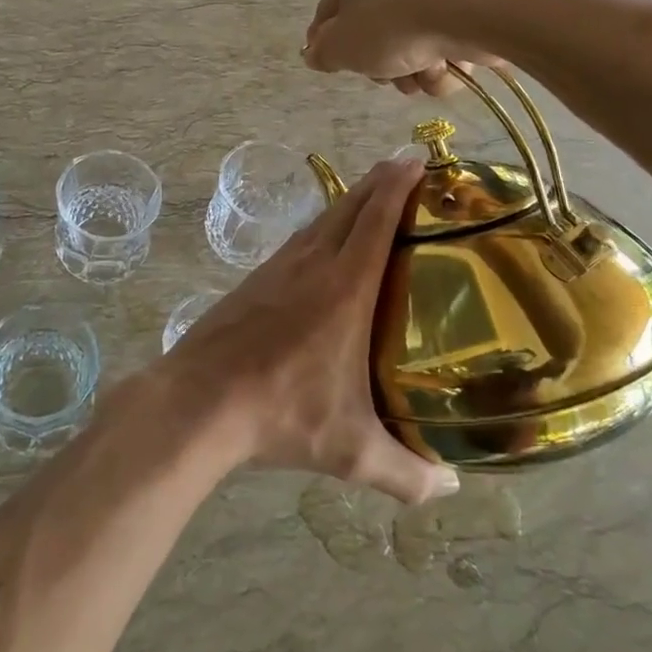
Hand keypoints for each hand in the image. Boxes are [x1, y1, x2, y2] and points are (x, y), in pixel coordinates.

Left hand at [167, 159, 458, 506]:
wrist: (199, 399)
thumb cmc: (282, 414)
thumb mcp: (351, 451)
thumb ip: (407, 474)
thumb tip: (451, 492)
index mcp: (344, 288)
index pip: (376, 220)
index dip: (398, 185)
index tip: (416, 159)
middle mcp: (312, 264)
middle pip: (350, 207)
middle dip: (379, 181)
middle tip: (404, 166)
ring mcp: (278, 268)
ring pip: (321, 220)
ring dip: (349, 201)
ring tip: (371, 197)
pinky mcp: (255, 280)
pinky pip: (299, 240)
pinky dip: (320, 227)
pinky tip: (322, 243)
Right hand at [302, 0, 507, 96]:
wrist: (475, 6)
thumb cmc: (392, 21)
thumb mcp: (341, 46)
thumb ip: (322, 52)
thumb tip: (316, 53)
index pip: (330, 9)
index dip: (332, 45)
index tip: (341, 68)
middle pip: (375, 27)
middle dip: (383, 62)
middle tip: (390, 75)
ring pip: (411, 37)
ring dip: (414, 68)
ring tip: (425, 74)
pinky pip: (445, 34)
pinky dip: (445, 58)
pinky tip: (450, 67)